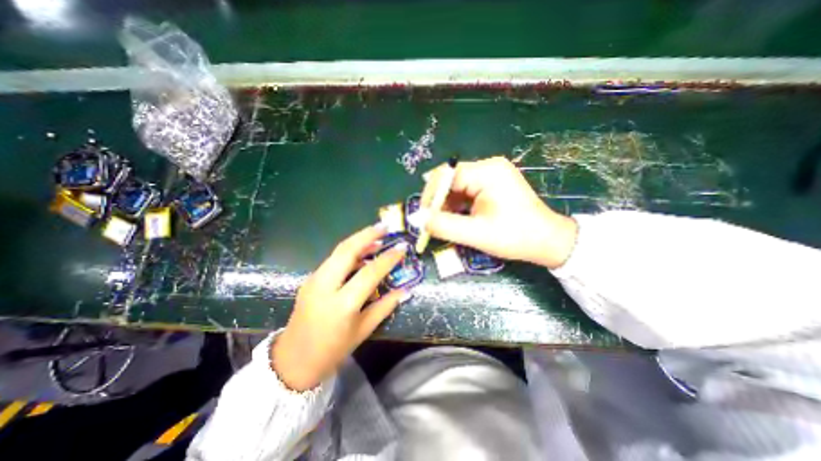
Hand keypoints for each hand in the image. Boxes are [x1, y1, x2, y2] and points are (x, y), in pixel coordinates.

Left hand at [272, 225, 408, 391]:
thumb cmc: (333, 349)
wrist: (294, 360)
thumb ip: (385, 306)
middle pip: (347, 250)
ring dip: (358, 240)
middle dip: (367, 234)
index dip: (388, 258)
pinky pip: (333, 259)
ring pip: (338, 251)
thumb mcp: (363, 330)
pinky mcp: (310, 279)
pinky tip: (362, 253)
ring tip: (376, 236)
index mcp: (342, 304)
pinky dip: (349, 251)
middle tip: (385, 226)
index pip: (370, 273)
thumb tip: (406, 290)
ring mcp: (314, 280)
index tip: (402, 247)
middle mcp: (325, 287)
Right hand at [419, 157, 578, 268]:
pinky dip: (459, 204)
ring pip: (458, 186)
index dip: (432, 195)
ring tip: (445, 223)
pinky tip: (459, 218)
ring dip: (449, 204)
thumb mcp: (475, 233)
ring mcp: (493, 174)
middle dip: (440, 201)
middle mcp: (489, 167)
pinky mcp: (494, 183)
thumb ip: (443, 225)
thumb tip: (416, 218)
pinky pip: (468, 190)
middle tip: (432, 221)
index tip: (423, 215)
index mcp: (487, 172)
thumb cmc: (515, 237)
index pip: (447, 175)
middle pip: (452, 179)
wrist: (548, 241)